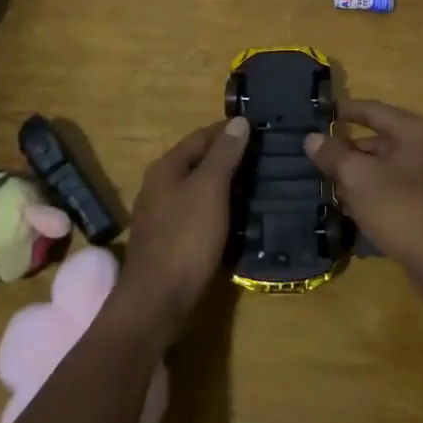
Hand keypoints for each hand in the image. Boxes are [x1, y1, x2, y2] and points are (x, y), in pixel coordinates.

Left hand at [113, 117, 249, 341]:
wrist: (157, 301)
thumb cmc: (185, 238)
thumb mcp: (210, 189)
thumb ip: (224, 154)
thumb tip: (239, 120)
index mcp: (166, 167)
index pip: (201, 136)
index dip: (229, 131)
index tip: (260, 130)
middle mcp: (159, 186)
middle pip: (198, 161)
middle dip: (228, 157)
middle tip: (264, 158)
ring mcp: (161, 215)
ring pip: (198, 188)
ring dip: (225, 184)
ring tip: (257, 184)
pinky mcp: (168, 241)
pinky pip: (197, 213)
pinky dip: (218, 208)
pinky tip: (236, 216)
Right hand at [305, 100, 422, 313]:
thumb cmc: (401, 209)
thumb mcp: (359, 178)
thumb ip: (334, 154)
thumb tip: (312, 138)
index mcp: (415, 131)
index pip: (374, 110)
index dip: (344, 110)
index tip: (318, 113)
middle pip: (379, 139)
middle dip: (347, 149)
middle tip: (315, 156)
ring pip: (384, 166)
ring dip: (357, 173)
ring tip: (326, 183)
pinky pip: (394, 186)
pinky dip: (372, 191)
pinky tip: (349, 206)